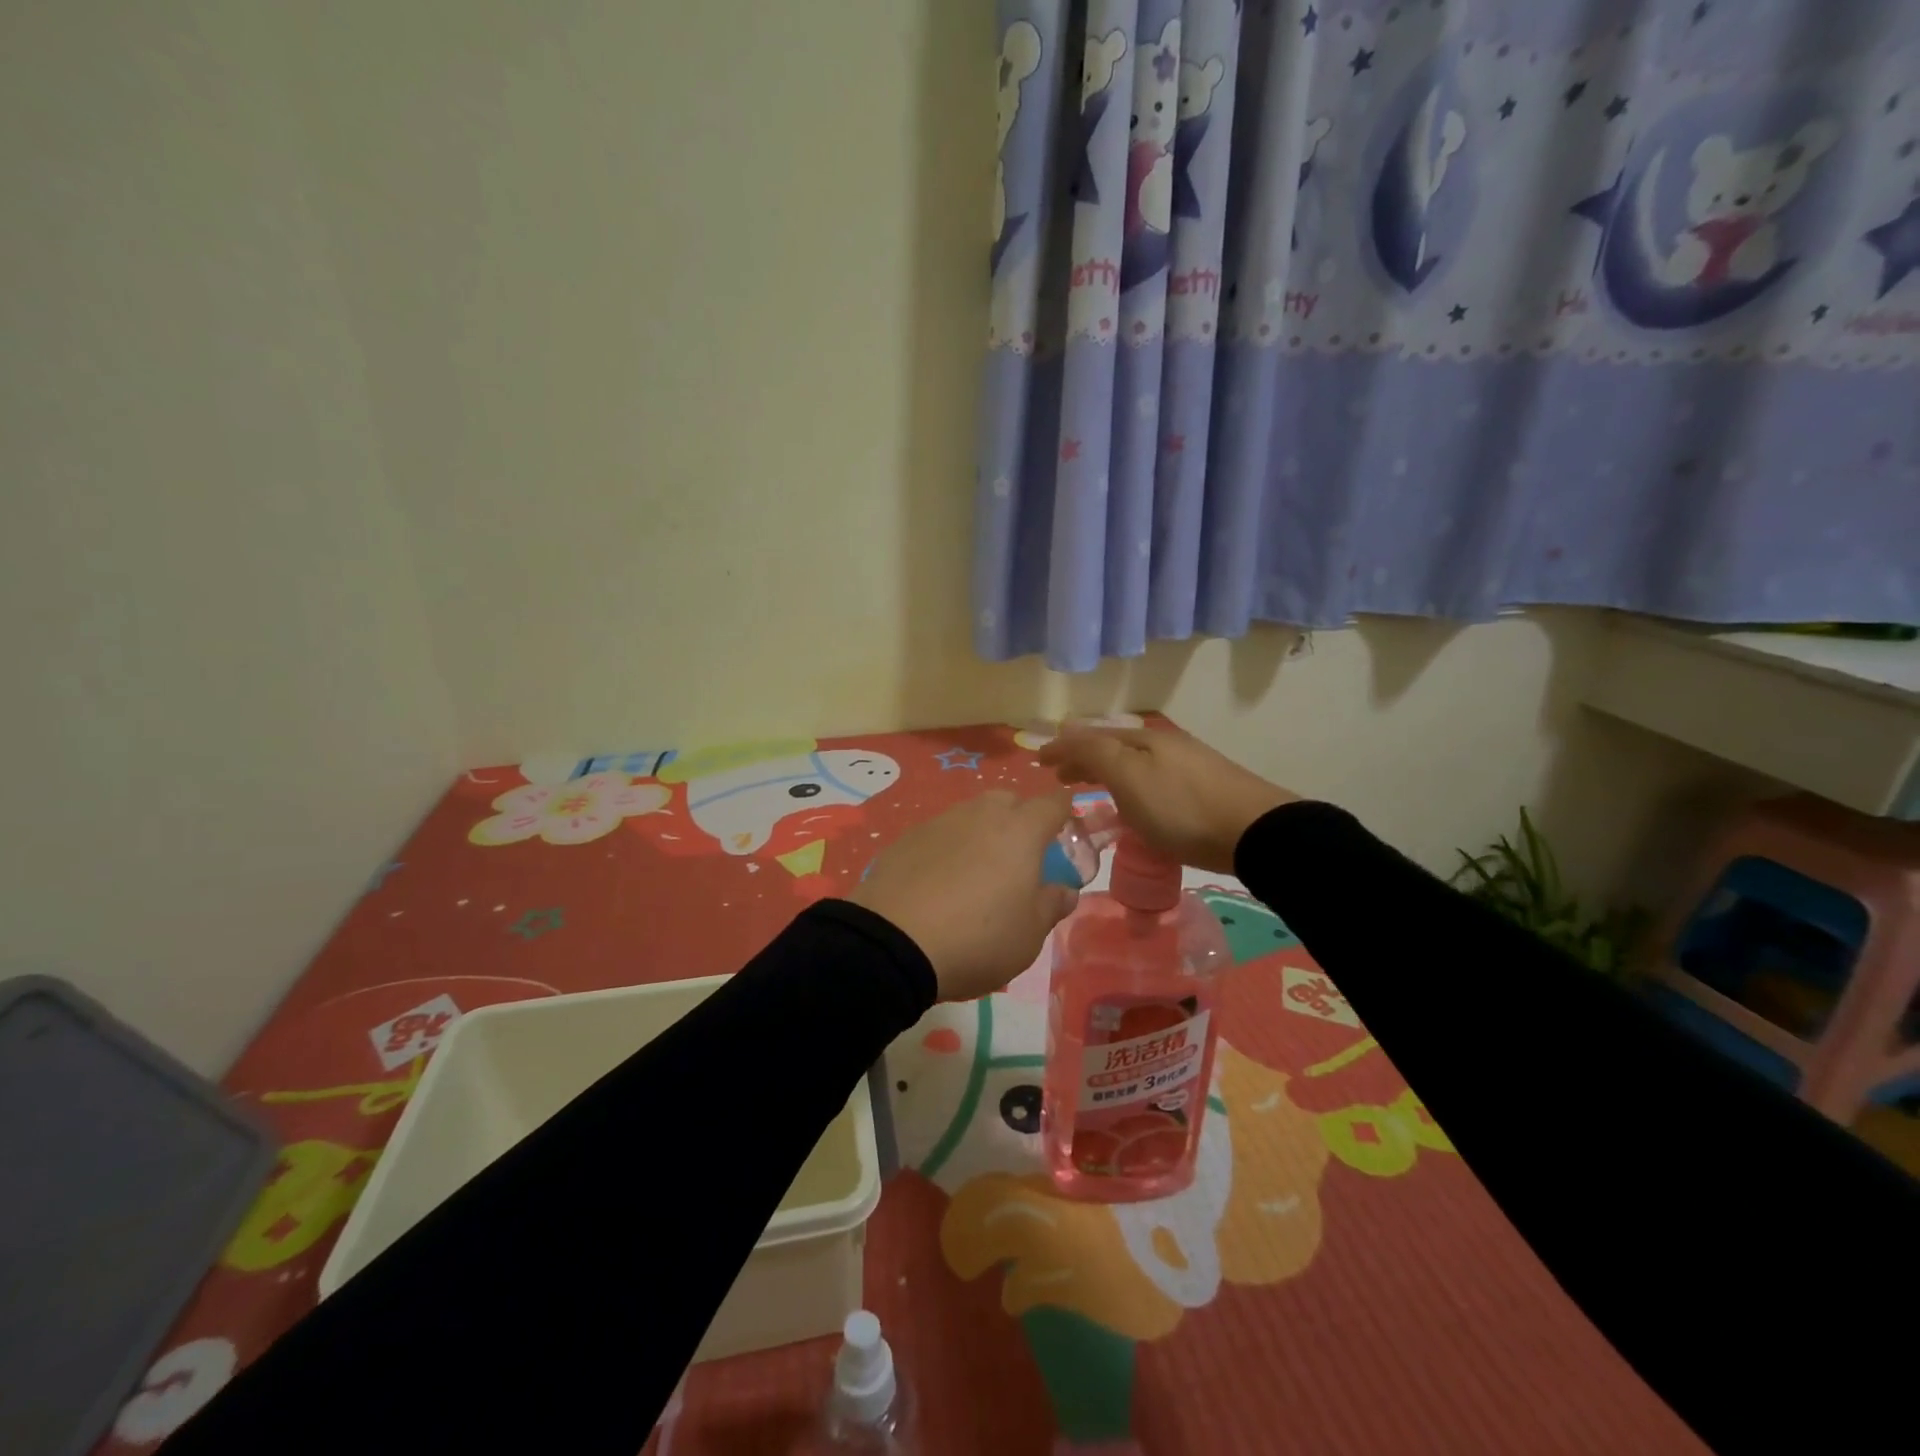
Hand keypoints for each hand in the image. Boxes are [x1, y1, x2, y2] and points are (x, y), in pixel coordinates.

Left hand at [848, 790, 1078, 1000]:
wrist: (893, 943)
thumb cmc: (977, 938)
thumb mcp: (1029, 935)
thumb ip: (1051, 905)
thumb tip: (1064, 890)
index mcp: (1020, 831)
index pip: (1053, 803)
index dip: (1064, 814)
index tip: (1066, 835)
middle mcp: (981, 814)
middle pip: (1009, 801)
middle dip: (1020, 820)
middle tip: (1020, 859)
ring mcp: (940, 822)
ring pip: (971, 815)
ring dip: (981, 833)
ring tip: (977, 873)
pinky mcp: (906, 838)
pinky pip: (939, 834)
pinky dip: (948, 849)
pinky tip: (939, 882)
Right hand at [1039, 726, 1295, 873]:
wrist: (1255, 832)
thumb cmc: (1181, 808)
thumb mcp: (1129, 777)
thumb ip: (1095, 753)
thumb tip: (1067, 732)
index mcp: (1142, 740)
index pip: (1091, 737)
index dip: (1063, 747)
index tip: (1038, 761)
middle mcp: (1163, 746)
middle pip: (1113, 747)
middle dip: (1083, 759)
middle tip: (1060, 777)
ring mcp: (1187, 766)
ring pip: (1133, 764)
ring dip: (1106, 773)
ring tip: (1091, 790)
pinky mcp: (1203, 790)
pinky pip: (1151, 781)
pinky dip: (1129, 787)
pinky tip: (1134, 806)